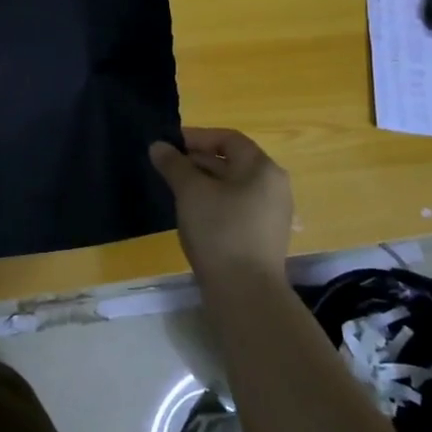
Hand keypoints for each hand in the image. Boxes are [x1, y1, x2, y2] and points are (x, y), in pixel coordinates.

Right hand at [149, 127, 293, 286]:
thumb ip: (173, 165)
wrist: (245, 294)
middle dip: (198, 160)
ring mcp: (271, 213)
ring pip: (233, 186)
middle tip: (167, 167)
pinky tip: (193, 214)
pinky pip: (237, 207)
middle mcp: (274, 186)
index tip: (169, 145)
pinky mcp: (264, 236)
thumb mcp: (190, 192)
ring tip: (175, 189)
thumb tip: (158, 146)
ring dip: (204, 182)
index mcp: (262, 168)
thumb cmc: (219, 231)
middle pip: (232, 161)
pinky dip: (214, 202)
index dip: (197, 137)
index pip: (228, 138)